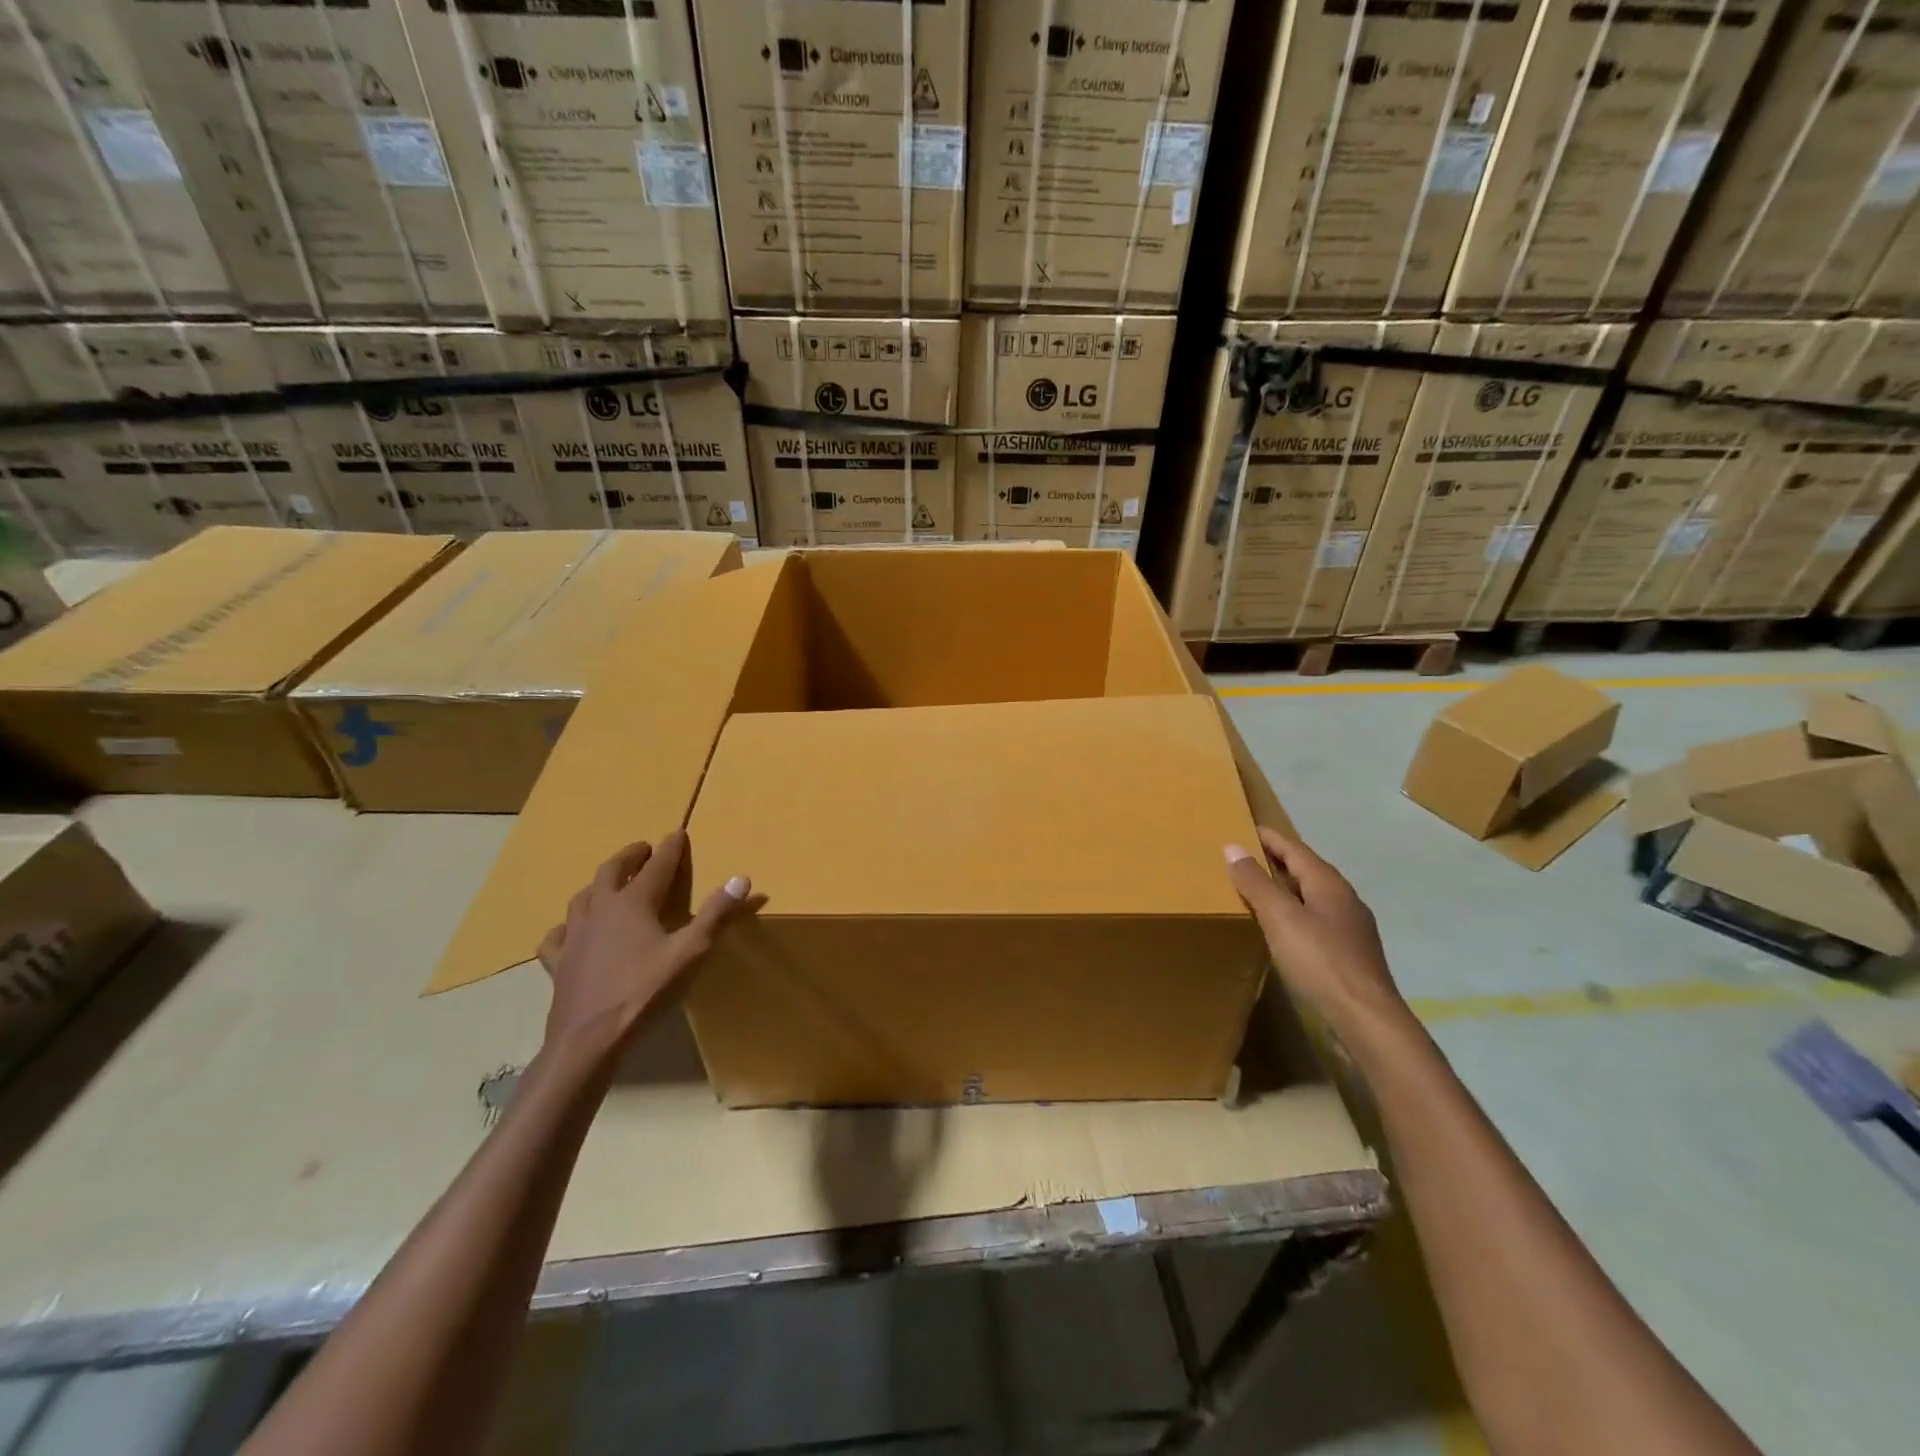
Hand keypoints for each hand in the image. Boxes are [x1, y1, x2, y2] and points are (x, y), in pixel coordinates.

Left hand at [537, 832, 752, 1052]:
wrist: (589, 1039)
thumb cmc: (644, 992)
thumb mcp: (691, 952)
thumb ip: (717, 914)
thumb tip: (741, 878)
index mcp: (634, 903)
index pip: (657, 865)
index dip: (670, 848)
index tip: (677, 833)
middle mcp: (601, 909)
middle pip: (612, 871)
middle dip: (630, 856)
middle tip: (643, 850)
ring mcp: (575, 935)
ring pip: (583, 897)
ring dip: (600, 884)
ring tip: (610, 883)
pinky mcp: (559, 962)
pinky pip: (558, 936)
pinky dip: (567, 927)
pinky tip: (571, 932)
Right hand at [1225, 826, 1409, 1045]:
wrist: (1366, 1019)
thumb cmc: (1320, 960)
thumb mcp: (1280, 917)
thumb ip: (1256, 882)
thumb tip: (1232, 847)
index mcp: (1329, 884)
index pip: (1294, 849)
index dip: (1268, 838)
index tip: (1243, 827)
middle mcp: (1343, 900)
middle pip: (1305, 871)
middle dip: (1275, 862)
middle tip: (1242, 858)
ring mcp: (1350, 929)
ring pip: (1311, 897)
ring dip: (1284, 890)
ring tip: (1255, 891)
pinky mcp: (1348, 955)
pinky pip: (1315, 922)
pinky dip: (1293, 915)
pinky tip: (1280, 930)